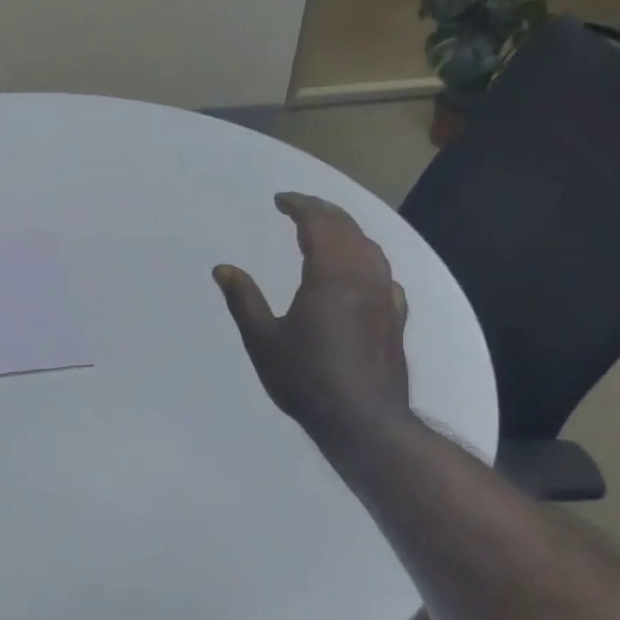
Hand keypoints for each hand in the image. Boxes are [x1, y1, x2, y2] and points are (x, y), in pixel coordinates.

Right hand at [214, 192, 409, 442]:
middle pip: (348, 228)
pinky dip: (366, 259)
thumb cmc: (306, 379)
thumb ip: (244, 300)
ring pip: (370, 248)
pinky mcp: (396, 317)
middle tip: (300, 208)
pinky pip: (383, 273)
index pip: (318, 223)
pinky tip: (360, 273)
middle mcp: (363, 276)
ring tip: (327, 232)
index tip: (280, 200)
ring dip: (347, 231)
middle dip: (324, 212)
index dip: (300, 205)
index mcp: (330, 276)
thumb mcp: (263, 341)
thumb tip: (223, 269)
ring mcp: (385, 296)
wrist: (363, 419)